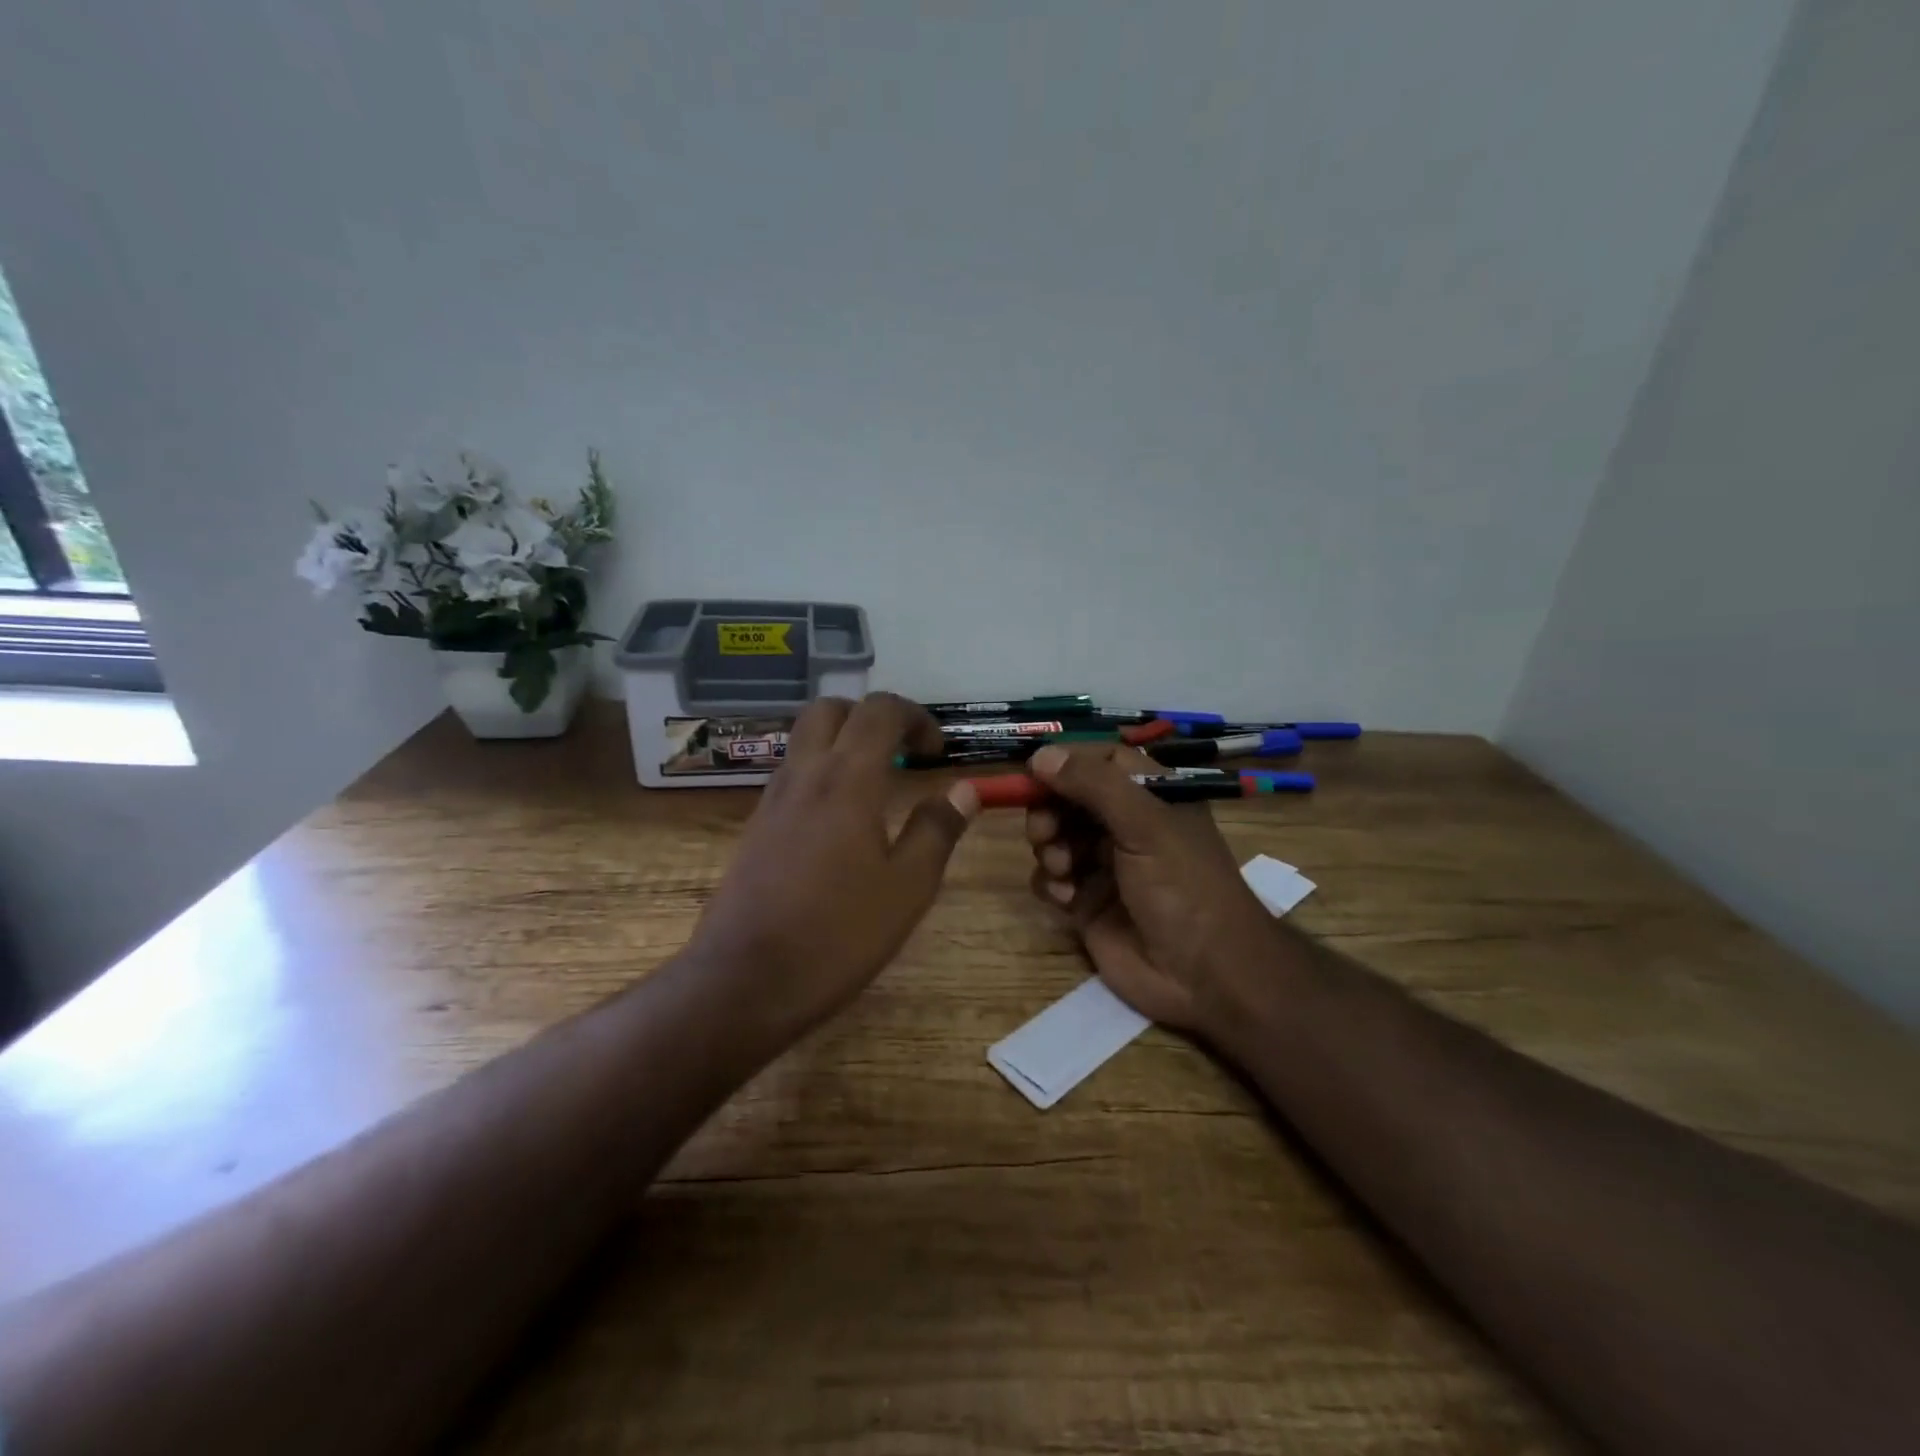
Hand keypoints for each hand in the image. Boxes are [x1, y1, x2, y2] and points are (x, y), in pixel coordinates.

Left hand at [687, 693, 979, 1034]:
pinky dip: (821, 772)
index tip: (937, 753)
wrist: (745, 982)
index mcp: (847, 780)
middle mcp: (804, 775)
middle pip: (831, 709)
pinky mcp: (755, 827)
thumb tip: (965, 789)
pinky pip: (792, 775)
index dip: (915, 717)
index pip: (879, 711)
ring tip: (877, 786)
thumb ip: (937, 830)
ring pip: (805, 739)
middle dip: (871, 717)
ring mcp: (772, 800)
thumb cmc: (837, 934)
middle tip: (901, 753)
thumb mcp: (907, 888)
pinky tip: (841, 822)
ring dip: (843, 742)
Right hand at [1023, 743, 1282, 1034]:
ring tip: (1062, 869)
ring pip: (1055, 837)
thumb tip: (1040, 754)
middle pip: (1068, 798)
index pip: (1100, 760)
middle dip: (1049, 810)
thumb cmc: (1184, 886)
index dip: (1067, 762)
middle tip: (1044, 831)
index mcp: (1150, 796)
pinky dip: (1050, 883)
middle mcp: (1125, 824)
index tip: (1034, 771)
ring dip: (1049, 847)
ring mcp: (1104, 864)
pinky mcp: (1087, 902)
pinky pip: (1051, 879)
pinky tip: (1066, 898)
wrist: (1205, 975)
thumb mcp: (1145, 824)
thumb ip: (1093, 785)